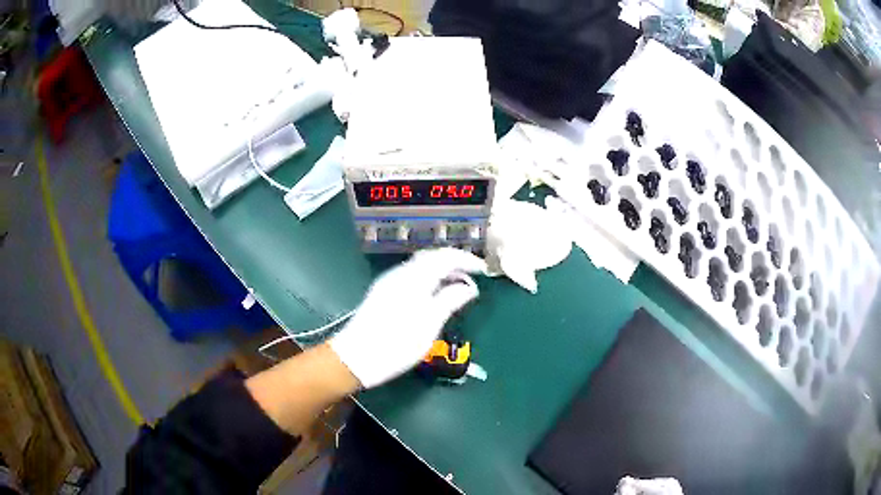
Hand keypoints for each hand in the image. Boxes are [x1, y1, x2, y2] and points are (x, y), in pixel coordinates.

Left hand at [329, 248, 486, 388]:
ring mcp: (389, 281)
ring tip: (457, 286)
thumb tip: (469, 287)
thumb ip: (450, 300)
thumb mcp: (430, 324)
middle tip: (472, 275)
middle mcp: (401, 273)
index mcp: (414, 278)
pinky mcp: (383, 292)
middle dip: (454, 262)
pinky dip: (429, 278)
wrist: (356, 357)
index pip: (445, 257)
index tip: (483, 270)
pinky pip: (412, 275)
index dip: (466, 260)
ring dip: (441, 270)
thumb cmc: (397, 344)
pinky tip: (435, 293)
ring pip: (421, 266)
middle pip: (432, 257)